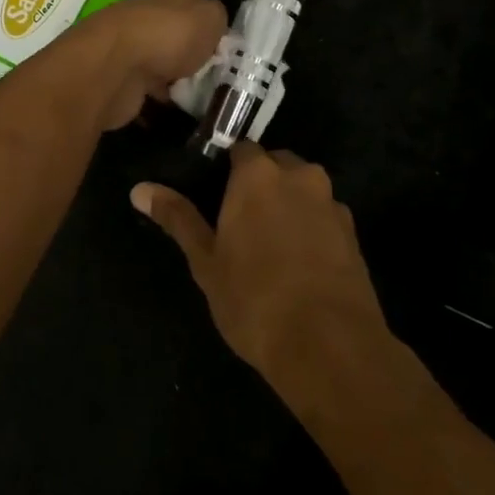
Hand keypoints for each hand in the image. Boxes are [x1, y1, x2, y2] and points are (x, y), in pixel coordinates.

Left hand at [66, 0, 228, 130]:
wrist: (114, 67)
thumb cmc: (169, 36)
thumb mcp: (210, 18)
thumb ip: (218, 19)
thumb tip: (214, 25)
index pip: (195, 6)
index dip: (211, 27)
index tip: (226, 51)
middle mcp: (148, 16)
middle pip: (177, 35)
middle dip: (193, 55)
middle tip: (217, 77)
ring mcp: (131, 48)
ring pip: (162, 62)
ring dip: (176, 78)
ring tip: (200, 98)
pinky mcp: (120, 77)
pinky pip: (147, 87)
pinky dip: (158, 98)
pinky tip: (175, 109)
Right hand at [131, 142, 391, 399]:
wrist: (330, 346)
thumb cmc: (254, 299)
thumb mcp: (206, 262)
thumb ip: (177, 218)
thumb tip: (139, 189)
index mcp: (258, 174)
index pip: (240, 149)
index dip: (226, 169)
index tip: (214, 194)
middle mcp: (299, 176)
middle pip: (275, 165)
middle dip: (260, 184)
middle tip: (239, 222)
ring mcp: (332, 203)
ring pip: (303, 190)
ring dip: (288, 205)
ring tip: (270, 246)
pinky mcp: (354, 233)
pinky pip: (323, 217)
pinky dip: (310, 228)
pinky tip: (300, 264)